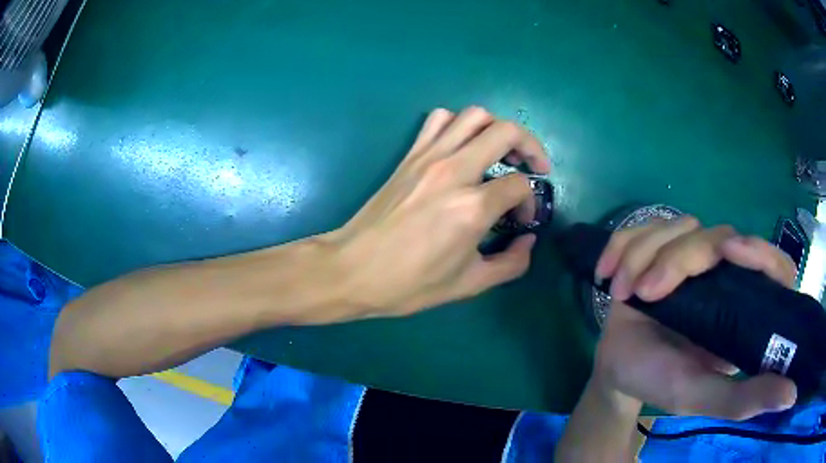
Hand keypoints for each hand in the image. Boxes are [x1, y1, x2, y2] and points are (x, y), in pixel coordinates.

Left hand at [325, 107, 550, 318]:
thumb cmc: (409, 283)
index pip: (519, 185)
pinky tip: (462, 147)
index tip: (520, 220)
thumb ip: (510, 263)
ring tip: (501, 151)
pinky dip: (458, 124)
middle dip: (530, 145)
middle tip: (534, 166)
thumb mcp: (469, 285)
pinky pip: (438, 120)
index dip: (530, 201)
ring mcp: (429, 157)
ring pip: (473, 115)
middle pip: (506, 132)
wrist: (353, 269)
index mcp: (472, 208)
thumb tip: (527, 240)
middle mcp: (454, 171)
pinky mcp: (409, 155)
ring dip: (496, 128)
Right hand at [591, 216, 798, 419]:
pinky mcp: (659, 247)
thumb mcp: (703, 398)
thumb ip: (746, 400)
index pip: (771, 264)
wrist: (619, 371)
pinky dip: (621, 244)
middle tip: (646, 293)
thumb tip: (793, 396)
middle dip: (678, 258)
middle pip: (715, 237)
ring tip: (621, 294)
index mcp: (743, 306)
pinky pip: (642, 227)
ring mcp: (690, 256)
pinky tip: (607, 273)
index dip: (758, 251)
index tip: (732, 254)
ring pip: (676, 226)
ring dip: (642, 254)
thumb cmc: (661, 383)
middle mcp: (723, 273)